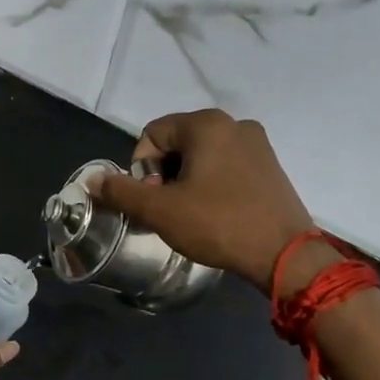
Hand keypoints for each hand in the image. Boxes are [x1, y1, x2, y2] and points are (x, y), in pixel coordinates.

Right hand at [89, 108, 317, 293]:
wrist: (285, 255)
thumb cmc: (218, 224)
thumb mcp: (160, 210)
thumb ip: (122, 191)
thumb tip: (93, 180)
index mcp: (206, 124)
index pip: (152, 134)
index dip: (142, 168)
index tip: (154, 199)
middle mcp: (234, 124)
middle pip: (177, 142)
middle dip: (164, 174)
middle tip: (169, 208)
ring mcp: (257, 144)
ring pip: (202, 155)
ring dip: (187, 180)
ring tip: (191, 214)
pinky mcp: (271, 166)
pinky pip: (227, 165)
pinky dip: (212, 184)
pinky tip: (216, 212)